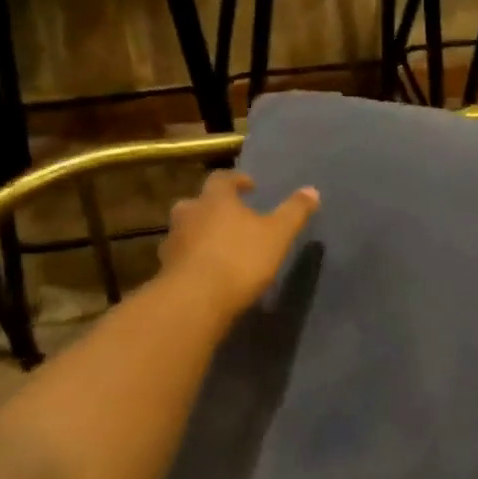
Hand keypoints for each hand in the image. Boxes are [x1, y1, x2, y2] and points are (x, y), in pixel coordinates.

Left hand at [159, 171, 319, 319]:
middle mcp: (189, 213)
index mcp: (215, 199)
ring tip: (220, 247)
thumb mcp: (278, 234)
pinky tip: (207, 273)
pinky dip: (193, 259)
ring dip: (200, 233)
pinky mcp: (165, 269)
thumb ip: (294, 212)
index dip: (237, 180)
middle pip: (198, 202)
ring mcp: (173, 241)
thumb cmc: (240, 259)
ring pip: (186, 230)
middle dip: (213, 207)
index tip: (250, 187)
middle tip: (231, 217)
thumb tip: (312, 190)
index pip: (223, 179)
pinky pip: (181, 257)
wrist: (195, 300)